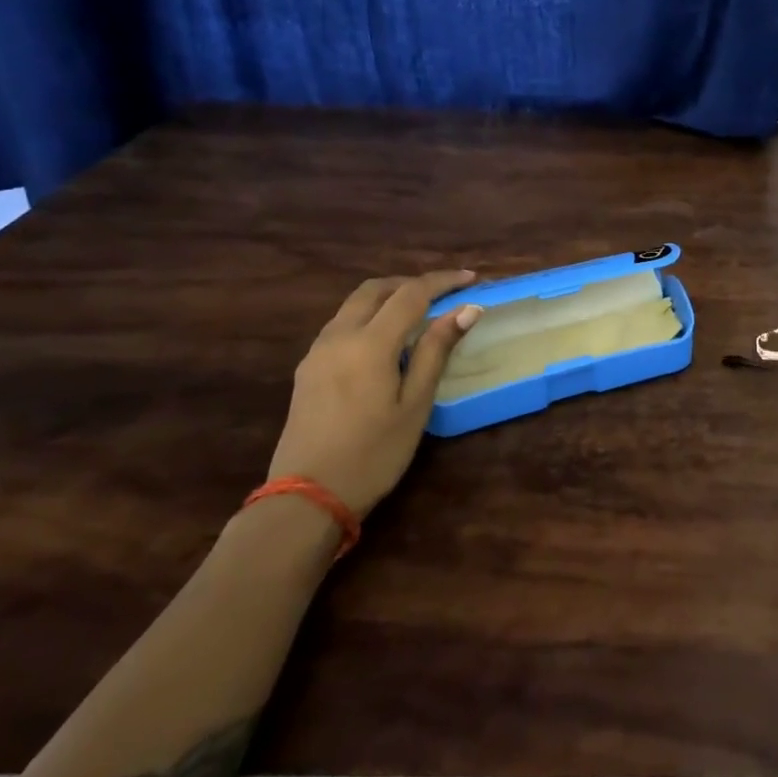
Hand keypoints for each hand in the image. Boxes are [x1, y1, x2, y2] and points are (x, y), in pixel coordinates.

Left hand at [269, 270, 482, 516]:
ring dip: (387, 297)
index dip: (442, 282)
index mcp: (369, 343)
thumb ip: (436, 351)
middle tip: (443, 293)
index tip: (470, 278)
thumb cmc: (373, 454)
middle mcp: (339, 336)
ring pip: (354, 304)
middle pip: (375, 289)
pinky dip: (368, 316)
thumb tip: (466, 310)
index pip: (411, 294)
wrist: (306, 498)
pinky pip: (341, 324)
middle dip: (411, 283)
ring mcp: (317, 351)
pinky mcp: (307, 368)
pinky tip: (385, 340)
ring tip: (418, 312)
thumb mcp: (414, 405)